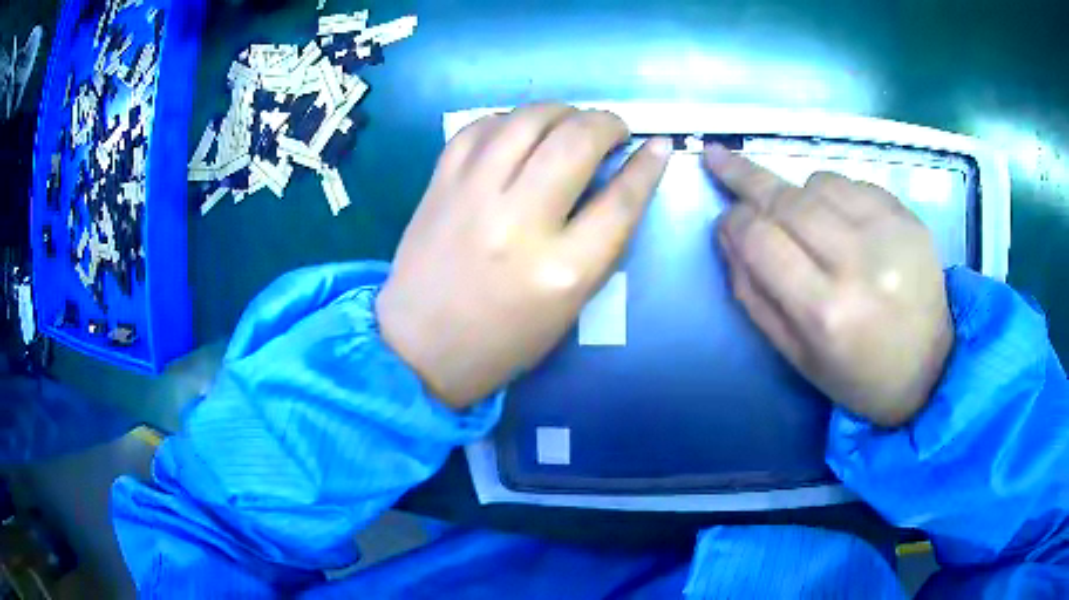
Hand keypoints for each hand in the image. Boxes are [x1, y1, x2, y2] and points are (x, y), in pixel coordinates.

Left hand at [377, 104, 671, 409]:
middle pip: (576, 141)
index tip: (657, 145)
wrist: (419, 347)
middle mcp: (519, 222)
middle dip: (606, 123)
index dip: (647, 165)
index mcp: (562, 270)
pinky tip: (519, 130)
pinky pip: (480, 127)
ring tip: (570, 122)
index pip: (621, 200)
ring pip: (527, 120)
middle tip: (612, 130)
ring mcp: (472, 196)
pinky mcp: (439, 184)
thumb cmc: (503, 340)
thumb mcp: (569, 305)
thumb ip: (600, 242)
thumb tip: (623, 180)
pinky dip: (510, 120)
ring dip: (561, 110)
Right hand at [705, 145, 952, 426]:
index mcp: (826, 311)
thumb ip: (753, 293)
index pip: (761, 240)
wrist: (930, 367)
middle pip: (786, 200)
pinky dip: (833, 194)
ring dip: (796, 192)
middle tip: (717, 157)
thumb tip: (727, 232)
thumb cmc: (857, 374)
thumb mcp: (795, 354)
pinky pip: (852, 182)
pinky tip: (839, 218)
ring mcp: (889, 232)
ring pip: (818, 181)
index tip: (725, 218)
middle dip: (745, 177)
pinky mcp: (908, 215)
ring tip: (802, 218)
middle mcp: (859, 262)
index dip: (734, 222)